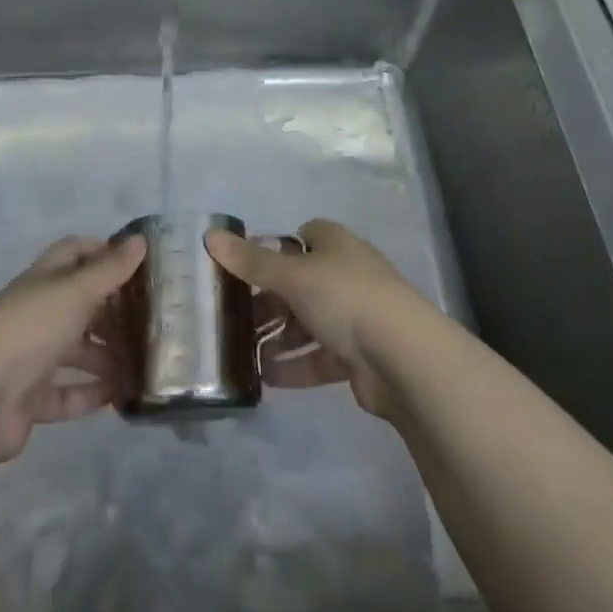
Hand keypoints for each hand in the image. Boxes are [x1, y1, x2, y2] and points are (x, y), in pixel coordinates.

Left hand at [0, 235, 145, 465]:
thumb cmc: (30, 327)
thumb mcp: (76, 290)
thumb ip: (110, 269)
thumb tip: (141, 240)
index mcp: (43, 281)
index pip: (74, 253)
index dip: (103, 252)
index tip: (138, 263)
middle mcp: (36, 313)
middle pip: (78, 304)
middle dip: (111, 310)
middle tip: (150, 318)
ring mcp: (31, 357)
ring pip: (75, 351)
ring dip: (105, 355)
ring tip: (142, 361)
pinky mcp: (29, 398)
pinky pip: (66, 394)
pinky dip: (89, 394)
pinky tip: (118, 395)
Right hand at [206, 218, 435, 418]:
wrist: (403, 357)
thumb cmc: (344, 298)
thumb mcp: (291, 275)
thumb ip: (250, 261)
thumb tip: (209, 234)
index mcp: (336, 245)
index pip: (303, 236)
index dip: (275, 249)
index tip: (246, 267)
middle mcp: (347, 274)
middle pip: (301, 282)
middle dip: (270, 300)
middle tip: (236, 317)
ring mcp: (356, 316)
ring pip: (309, 322)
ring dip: (279, 336)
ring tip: (245, 351)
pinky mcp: (360, 356)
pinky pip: (319, 357)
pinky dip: (295, 365)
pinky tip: (267, 377)